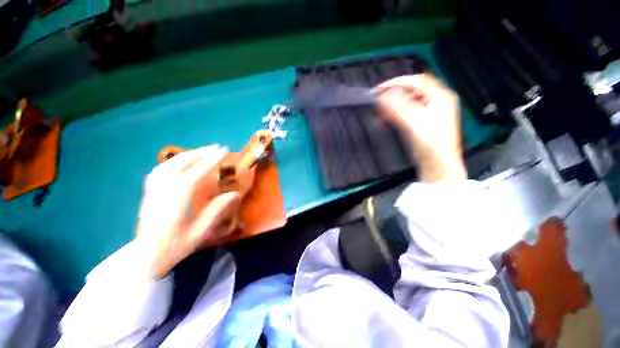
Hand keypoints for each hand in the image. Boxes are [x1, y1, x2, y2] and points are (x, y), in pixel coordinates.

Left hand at [135, 145, 240, 278]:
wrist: (145, 257)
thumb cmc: (175, 246)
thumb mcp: (201, 230)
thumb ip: (217, 209)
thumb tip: (235, 193)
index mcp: (178, 199)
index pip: (197, 173)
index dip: (211, 160)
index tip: (223, 151)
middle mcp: (164, 189)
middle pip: (181, 163)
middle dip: (200, 153)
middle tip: (216, 147)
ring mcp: (154, 189)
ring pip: (169, 164)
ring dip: (188, 155)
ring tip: (202, 151)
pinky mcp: (149, 192)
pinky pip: (160, 170)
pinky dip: (173, 162)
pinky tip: (180, 161)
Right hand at [377, 74, 466, 181]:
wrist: (438, 166)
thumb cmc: (432, 145)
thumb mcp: (414, 124)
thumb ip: (399, 108)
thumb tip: (383, 96)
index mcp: (441, 97)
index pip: (416, 81)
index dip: (396, 82)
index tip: (379, 90)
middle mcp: (437, 101)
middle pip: (413, 90)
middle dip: (394, 92)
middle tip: (379, 98)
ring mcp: (431, 112)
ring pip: (410, 101)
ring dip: (394, 103)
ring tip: (380, 108)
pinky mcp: (424, 122)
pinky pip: (408, 111)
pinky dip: (396, 112)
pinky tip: (387, 117)